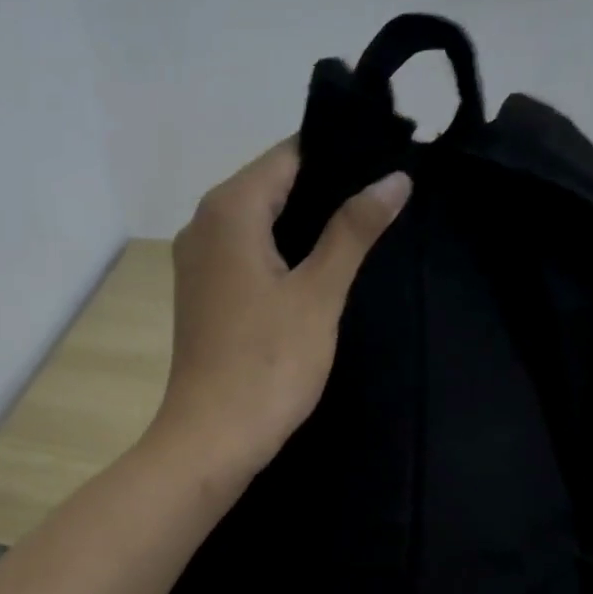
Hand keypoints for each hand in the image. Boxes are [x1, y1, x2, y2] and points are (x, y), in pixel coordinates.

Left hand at [151, 137, 409, 479]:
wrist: (212, 438)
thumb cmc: (267, 365)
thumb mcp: (318, 294)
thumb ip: (353, 231)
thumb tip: (394, 178)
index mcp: (228, 210)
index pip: (289, 155)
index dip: (339, 155)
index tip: (387, 162)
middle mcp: (204, 225)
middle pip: (272, 185)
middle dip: (326, 189)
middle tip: (387, 198)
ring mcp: (198, 262)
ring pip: (260, 222)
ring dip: (306, 224)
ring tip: (365, 229)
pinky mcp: (204, 295)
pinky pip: (247, 254)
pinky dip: (282, 253)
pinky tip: (320, 269)